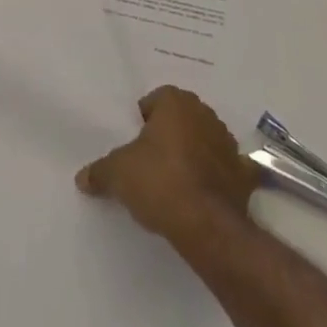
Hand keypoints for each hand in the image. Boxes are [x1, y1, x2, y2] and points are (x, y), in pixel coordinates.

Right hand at [76, 86, 258, 249]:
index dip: (142, 120)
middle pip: (181, 118)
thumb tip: (83, 178)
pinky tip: (204, 196)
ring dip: (193, 153)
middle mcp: (206, 114)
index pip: (155, 100)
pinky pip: (226, 170)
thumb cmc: (159, 182)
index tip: (133, 144)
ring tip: (173, 181)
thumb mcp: (117, 174)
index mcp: (177, 103)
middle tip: (149, 161)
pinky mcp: (244, 175)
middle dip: (168, 134)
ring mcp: (229, 144)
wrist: (207, 225)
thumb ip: (99, 171)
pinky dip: (218, 178)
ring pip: (204, 141)